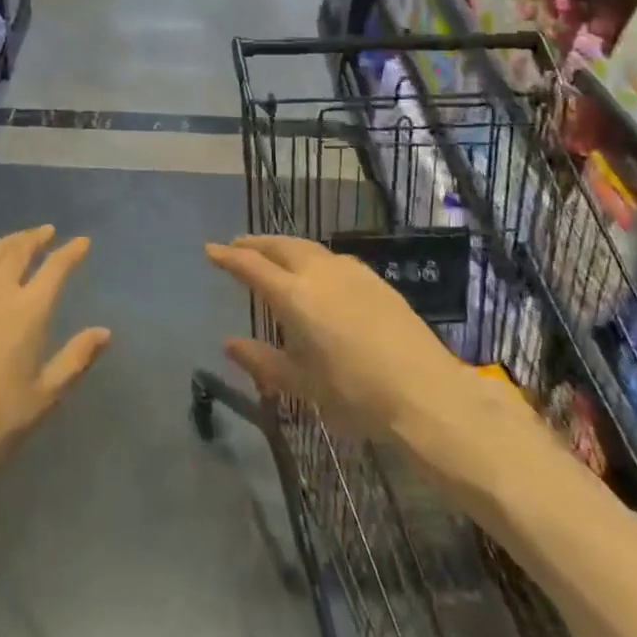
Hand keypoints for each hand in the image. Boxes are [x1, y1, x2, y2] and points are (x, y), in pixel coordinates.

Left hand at [0, 228, 109, 565]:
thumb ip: (76, 358)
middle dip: (36, 237)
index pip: (55, 268)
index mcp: (28, 310)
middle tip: (47, 232)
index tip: (82, 242)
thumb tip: (104, 332)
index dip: (71, 252)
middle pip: (18, 250)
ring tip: (17, 240)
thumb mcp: (45, 394)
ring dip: (6, 242)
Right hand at [205, 235, 542, 511]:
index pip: (251, 266)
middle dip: (255, 243)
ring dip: (283, 246)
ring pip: (307, 248)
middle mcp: (319, 272)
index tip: (210, 250)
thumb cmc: (355, 393)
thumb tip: (229, 343)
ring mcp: (350, 272)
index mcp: (294, 295)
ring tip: (272, 254)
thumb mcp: (301, 383)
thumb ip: (261, 360)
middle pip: (280, 246)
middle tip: (238, 246)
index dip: (228, 256)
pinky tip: (316, 272)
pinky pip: (331, 258)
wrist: (426, 392)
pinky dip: (311, 257)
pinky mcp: (375, 279)